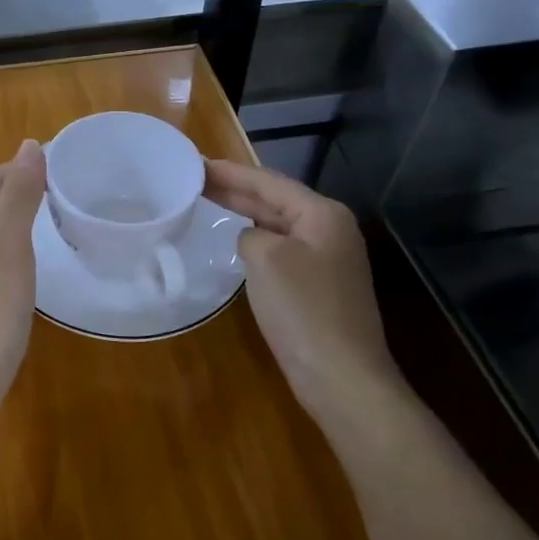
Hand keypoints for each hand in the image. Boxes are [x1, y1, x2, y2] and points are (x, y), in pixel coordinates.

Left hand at [0, 140, 47, 412]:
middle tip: (61, 199)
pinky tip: (22, 271)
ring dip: (11, 225)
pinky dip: (4, 254)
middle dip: (17, 195)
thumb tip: (29, 145)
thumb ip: (19, 195)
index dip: (22, 170)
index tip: (62, 172)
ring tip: (49, 229)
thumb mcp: (8, 247)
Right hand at [205, 159, 398, 423]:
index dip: (232, 172)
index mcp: (323, 214)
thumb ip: (250, 234)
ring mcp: (327, 260)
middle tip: (196, 179)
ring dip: (245, 214)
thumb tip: (250, 240)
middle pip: (276, 200)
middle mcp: (330, 230)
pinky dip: (256, 241)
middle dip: (237, 190)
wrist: (341, 376)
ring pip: (278, 225)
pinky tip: (235, 243)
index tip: (197, 163)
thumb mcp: (266, 257)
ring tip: (209, 201)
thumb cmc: (303, 309)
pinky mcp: (319, 286)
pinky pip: (281, 251)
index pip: (270, 182)